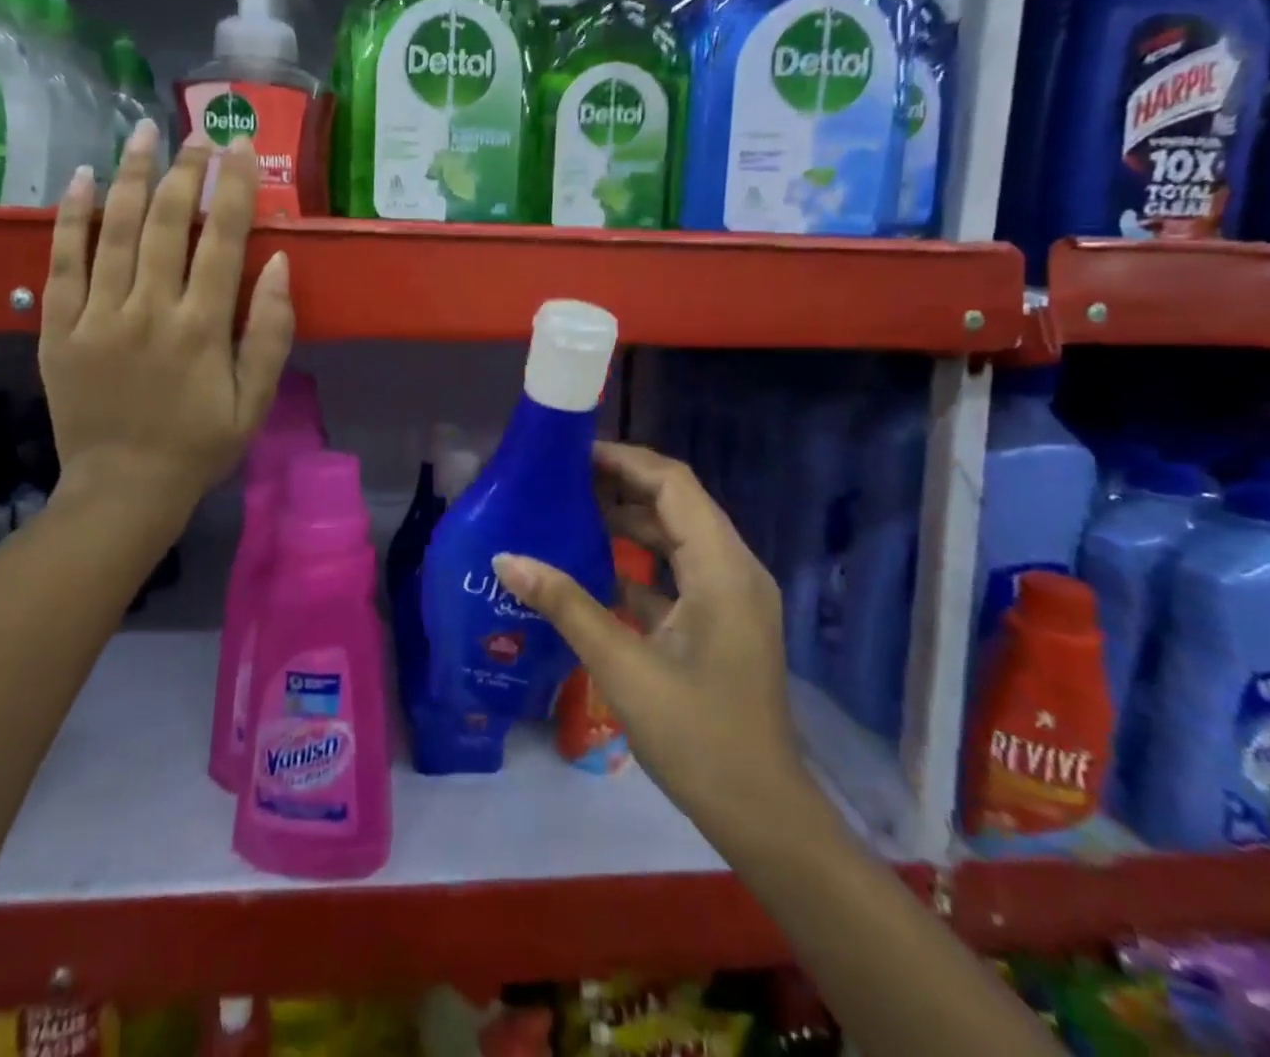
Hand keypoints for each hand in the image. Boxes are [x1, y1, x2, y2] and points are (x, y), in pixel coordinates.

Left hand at [37, 124, 295, 531]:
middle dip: (184, 170)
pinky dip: (72, 218)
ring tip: (143, 133)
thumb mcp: (255, 401)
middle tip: (196, 133)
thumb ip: (271, 333)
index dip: (233, 187)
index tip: (240, 146)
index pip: (222, 240)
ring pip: (114, 230)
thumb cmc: (199, 446)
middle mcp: (149, 310)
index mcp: (202, 328)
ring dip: (130, 175)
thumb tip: (279, 264)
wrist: (123, 489)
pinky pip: (61, 263)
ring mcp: (97, 317)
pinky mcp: (58, 329)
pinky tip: (82, 179)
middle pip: (166, 222)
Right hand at [495, 443, 806, 844]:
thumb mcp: (623, 667)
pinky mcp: (720, 621)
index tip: (572, 454)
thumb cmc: (698, 737)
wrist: (762, 815)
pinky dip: (638, 561)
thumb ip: (565, 605)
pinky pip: (677, 571)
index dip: (624, 461)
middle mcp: (734, 569)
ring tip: (569, 512)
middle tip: (560, 480)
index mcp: (722, 568)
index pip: (674, 484)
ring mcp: (730, 596)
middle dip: (620, 485)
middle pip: (676, 503)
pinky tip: (592, 567)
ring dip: (627, 521)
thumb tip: (507, 558)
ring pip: (675, 537)